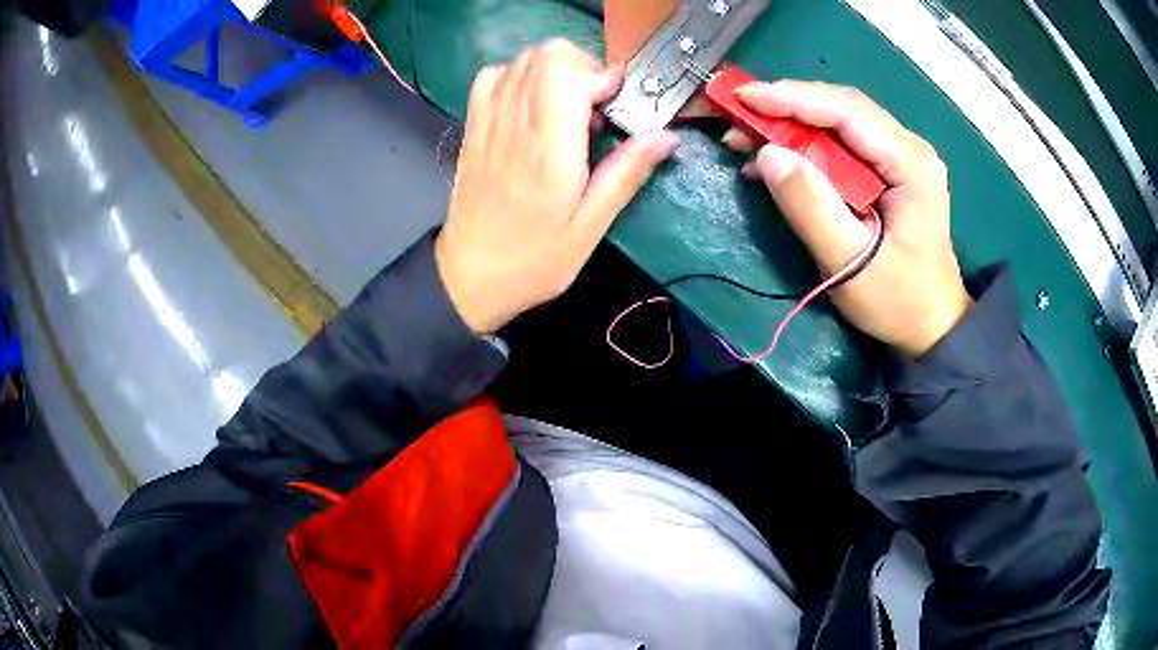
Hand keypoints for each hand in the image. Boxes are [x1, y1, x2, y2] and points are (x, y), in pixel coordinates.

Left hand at [435, 40, 679, 334]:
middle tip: (599, 105)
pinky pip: (495, 75)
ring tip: (571, 108)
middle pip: (548, 54)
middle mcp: (515, 125)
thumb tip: (667, 136)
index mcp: (548, 151)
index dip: (602, 75)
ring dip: (558, 70)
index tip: (619, 103)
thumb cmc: (534, 261)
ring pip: (524, 59)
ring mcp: (488, 121)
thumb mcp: (590, 227)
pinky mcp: (474, 125)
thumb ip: (626, 174)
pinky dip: (521, 76)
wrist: (469, 276)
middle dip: (585, 67)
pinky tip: (535, 104)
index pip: (568, 74)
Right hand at [722, 81, 971, 357]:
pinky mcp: (891, 169)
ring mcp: (902, 156)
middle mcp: (909, 147)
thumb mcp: (849, 263)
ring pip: (840, 121)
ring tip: (748, 138)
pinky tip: (778, 158)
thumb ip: (810, 206)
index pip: (846, 110)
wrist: (932, 325)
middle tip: (737, 119)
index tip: (741, 97)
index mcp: (910, 163)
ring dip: (792, 125)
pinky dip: (807, 145)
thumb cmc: (898, 301)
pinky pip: (844, 143)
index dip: (791, 98)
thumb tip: (768, 154)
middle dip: (786, 108)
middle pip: (842, 108)